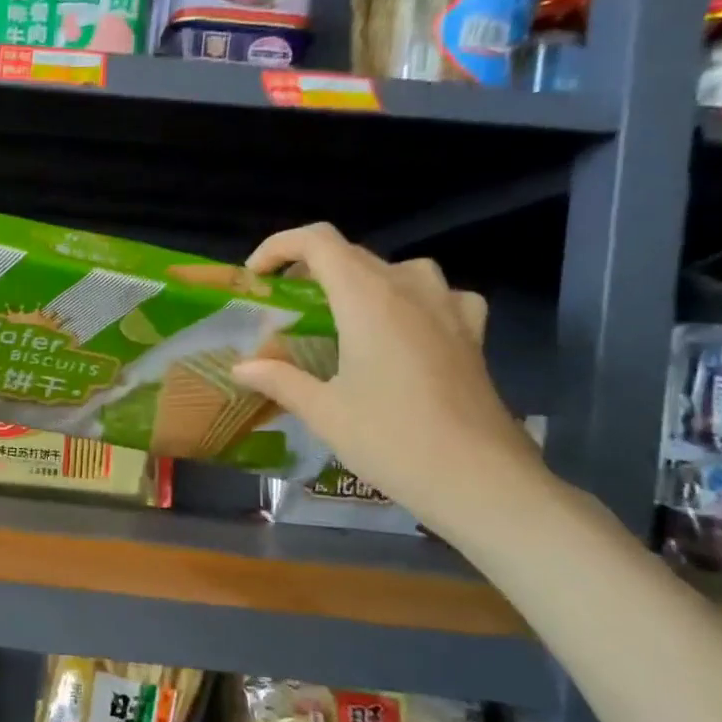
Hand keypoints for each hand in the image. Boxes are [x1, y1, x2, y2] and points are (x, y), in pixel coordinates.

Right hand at [229, 224, 543, 537]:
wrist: (479, 479)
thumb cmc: (391, 440)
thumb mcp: (323, 412)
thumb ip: (279, 380)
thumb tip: (242, 367)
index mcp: (367, 298)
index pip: (318, 242)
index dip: (280, 247)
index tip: (256, 277)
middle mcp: (409, 288)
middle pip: (353, 254)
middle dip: (311, 270)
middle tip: (285, 308)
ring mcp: (448, 307)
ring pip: (396, 270)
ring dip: (360, 282)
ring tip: (339, 315)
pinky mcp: (472, 332)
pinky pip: (437, 295)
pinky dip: (410, 300)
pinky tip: (403, 329)